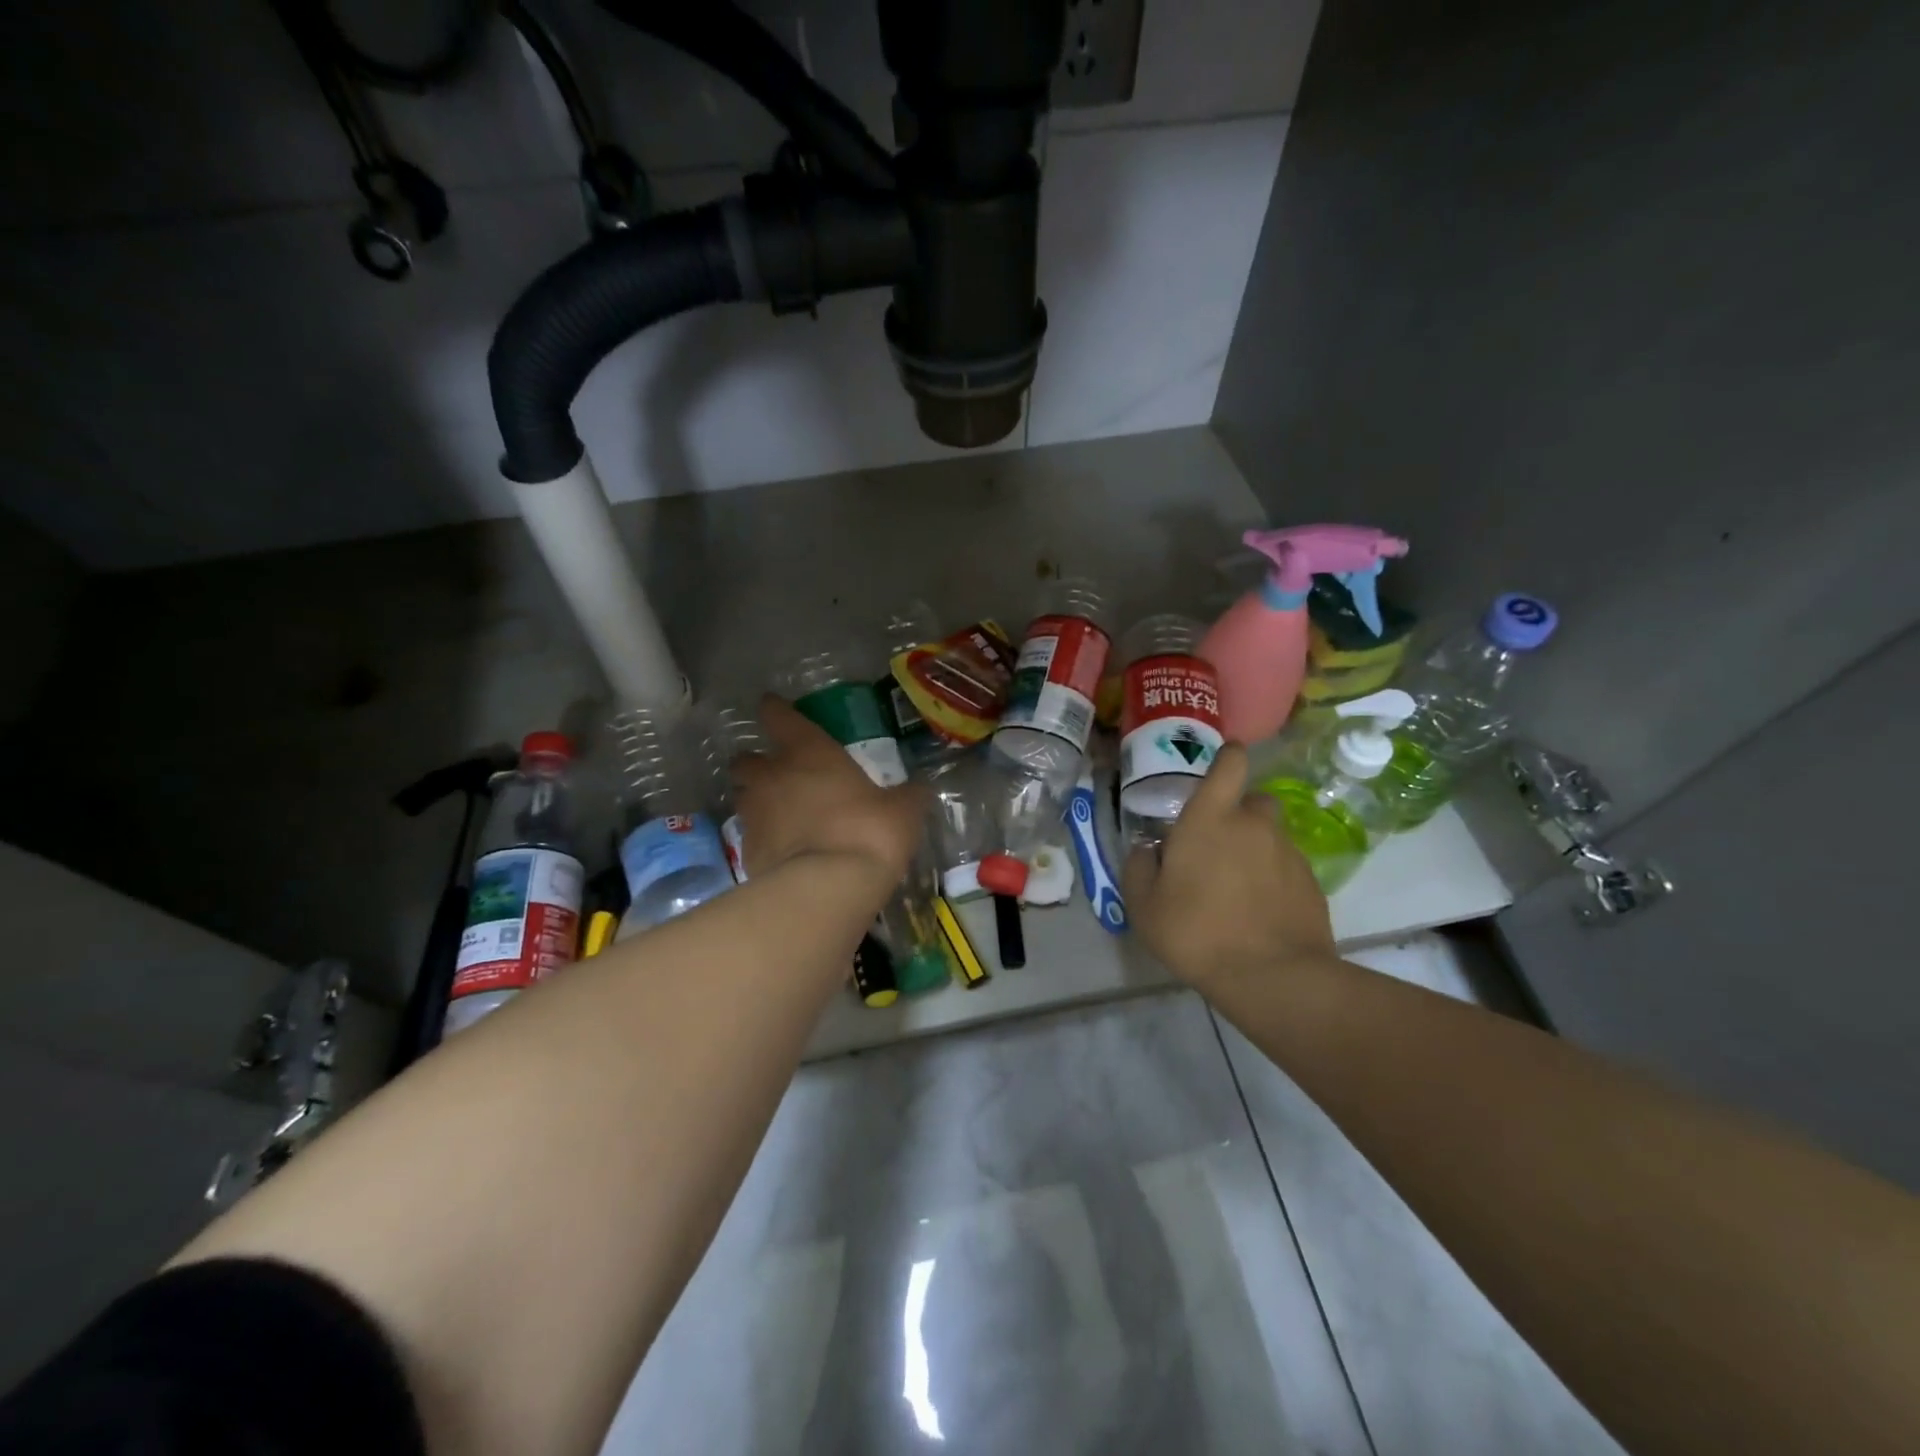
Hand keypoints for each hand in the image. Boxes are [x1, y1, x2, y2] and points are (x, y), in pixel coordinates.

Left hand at [730, 694, 928, 883]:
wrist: (828, 888)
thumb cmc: (868, 831)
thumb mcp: (903, 811)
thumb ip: (908, 795)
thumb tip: (921, 788)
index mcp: (808, 752)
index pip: (778, 716)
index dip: (775, 710)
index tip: (774, 707)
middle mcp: (772, 776)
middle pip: (746, 760)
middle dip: (756, 763)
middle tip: (776, 773)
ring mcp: (754, 815)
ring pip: (742, 796)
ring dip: (755, 800)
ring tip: (778, 813)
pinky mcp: (746, 852)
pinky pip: (750, 836)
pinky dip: (763, 838)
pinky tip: (783, 850)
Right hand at [1123, 743, 1335, 988]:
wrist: (1273, 977)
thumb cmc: (1196, 932)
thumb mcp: (1144, 906)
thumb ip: (1139, 868)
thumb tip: (1148, 849)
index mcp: (1210, 818)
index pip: (1229, 765)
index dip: (1228, 757)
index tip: (1223, 761)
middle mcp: (1254, 824)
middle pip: (1252, 800)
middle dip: (1237, 813)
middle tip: (1216, 845)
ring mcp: (1288, 853)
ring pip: (1270, 836)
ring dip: (1254, 848)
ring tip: (1236, 886)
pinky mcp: (1312, 883)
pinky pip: (1286, 867)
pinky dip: (1273, 878)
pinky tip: (1258, 910)